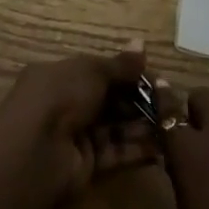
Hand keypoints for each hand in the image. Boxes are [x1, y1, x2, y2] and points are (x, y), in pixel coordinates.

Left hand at [0, 42, 159, 204]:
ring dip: (143, 126)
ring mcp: (76, 136)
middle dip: (140, 101)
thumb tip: (142, 43)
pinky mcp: (86, 165)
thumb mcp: (92, 71)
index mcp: (61, 76)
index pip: (100, 73)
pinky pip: (116, 154)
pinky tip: (163, 148)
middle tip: (171, 103)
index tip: (158, 79)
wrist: (35, 152)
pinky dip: (137, 151)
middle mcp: (67, 104)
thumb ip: (120, 65)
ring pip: (116, 128)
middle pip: (110, 101)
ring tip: (174, 124)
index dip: (128, 74)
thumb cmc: (60, 97)